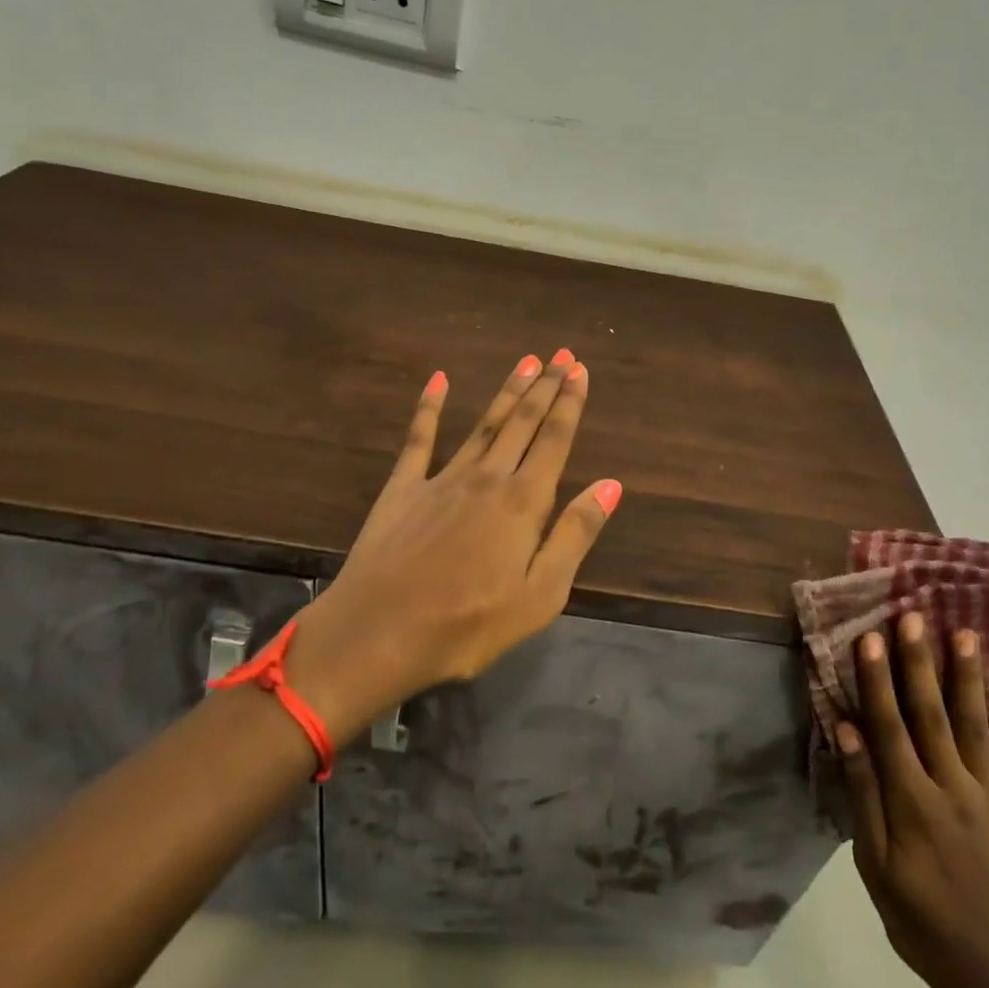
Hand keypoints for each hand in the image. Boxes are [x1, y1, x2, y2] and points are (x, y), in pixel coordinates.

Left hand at [287, 351, 620, 735]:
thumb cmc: (468, 625)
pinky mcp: (402, 489)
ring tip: (525, 361)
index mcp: (523, 503)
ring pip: (483, 424)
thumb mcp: (540, 595)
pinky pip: (419, 438)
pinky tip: (438, 379)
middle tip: (560, 354)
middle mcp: (486, 478)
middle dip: (544, 386)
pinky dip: (429, 406)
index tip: (580, 370)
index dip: (570, 404)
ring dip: (507, 392)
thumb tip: (611, 484)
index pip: (554, 441)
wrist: (377, 634)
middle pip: (522, 423)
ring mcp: (441, 479)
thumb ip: (575, 535)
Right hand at [838, 613, 988, 987]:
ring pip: (974, 721)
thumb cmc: (917, 917)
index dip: (877, 681)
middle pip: (931, 713)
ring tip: (964, 631)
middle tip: (914, 615)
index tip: (869, 637)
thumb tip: (846, 731)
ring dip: (966, 674)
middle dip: (920, 661)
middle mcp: (951, 787)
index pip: (889, 728)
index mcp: (912, 803)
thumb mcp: (874, 865)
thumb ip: (862, 794)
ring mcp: (987, 792)